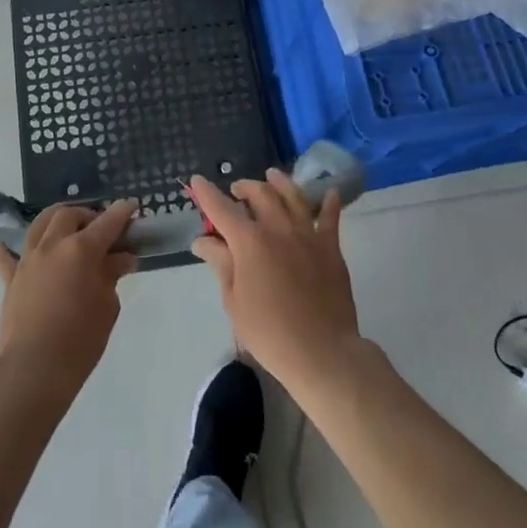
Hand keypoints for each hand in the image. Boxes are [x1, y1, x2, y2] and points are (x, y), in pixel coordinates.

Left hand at [0, 200, 138, 400]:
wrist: (33, 370)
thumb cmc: (79, 341)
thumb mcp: (107, 307)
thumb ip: (112, 276)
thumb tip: (121, 258)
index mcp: (81, 250)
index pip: (107, 223)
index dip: (122, 213)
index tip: (132, 206)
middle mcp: (52, 246)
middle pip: (69, 215)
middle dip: (87, 215)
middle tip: (99, 229)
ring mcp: (28, 260)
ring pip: (39, 225)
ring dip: (55, 221)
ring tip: (65, 229)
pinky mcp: (11, 279)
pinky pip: (7, 258)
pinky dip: (7, 250)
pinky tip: (1, 245)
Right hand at [186, 170, 362, 396]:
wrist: (321, 351)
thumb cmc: (269, 332)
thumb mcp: (234, 300)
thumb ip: (220, 264)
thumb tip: (203, 240)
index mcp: (248, 241)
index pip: (221, 208)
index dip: (206, 193)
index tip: (196, 180)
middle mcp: (277, 228)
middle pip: (259, 194)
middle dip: (244, 187)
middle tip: (236, 190)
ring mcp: (307, 234)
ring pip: (293, 195)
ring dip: (279, 182)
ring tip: (272, 176)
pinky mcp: (331, 247)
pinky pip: (330, 217)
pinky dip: (328, 202)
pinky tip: (328, 192)